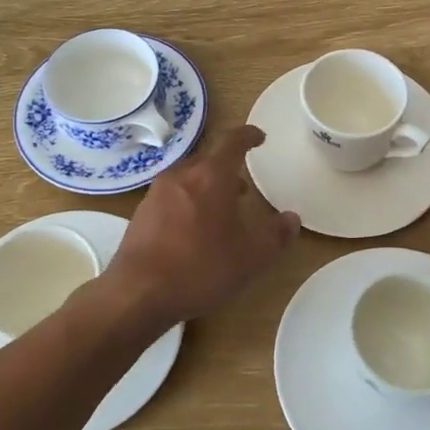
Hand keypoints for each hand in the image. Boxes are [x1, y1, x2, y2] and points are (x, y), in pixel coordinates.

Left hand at [102, 126, 299, 323]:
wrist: (139, 293)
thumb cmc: (201, 268)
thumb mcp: (252, 257)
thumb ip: (276, 236)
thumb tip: (291, 219)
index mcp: (210, 176)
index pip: (232, 141)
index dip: (248, 136)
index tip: (259, 137)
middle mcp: (181, 176)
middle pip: (208, 160)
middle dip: (228, 169)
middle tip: (243, 188)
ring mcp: (156, 194)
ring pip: (188, 179)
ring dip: (207, 188)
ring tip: (221, 212)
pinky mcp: (141, 214)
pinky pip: (171, 198)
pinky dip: (188, 204)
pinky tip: (193, 232)